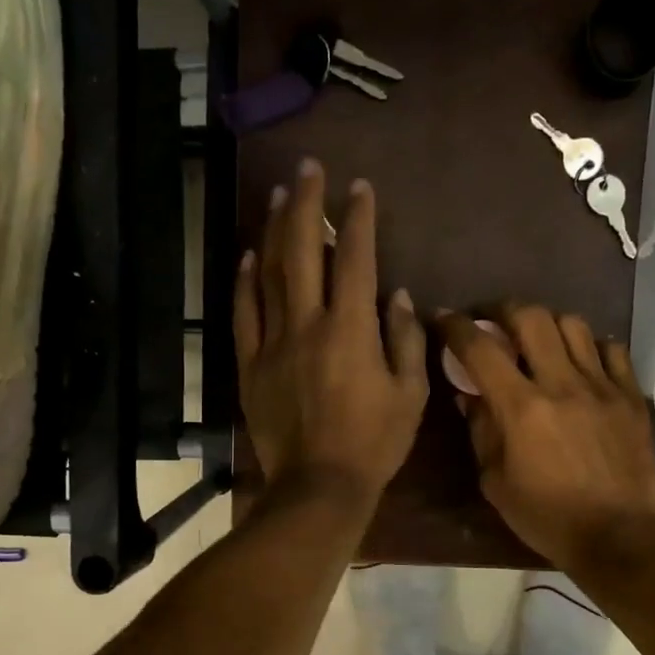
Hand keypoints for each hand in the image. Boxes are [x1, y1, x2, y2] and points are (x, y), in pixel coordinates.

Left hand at [234, 159, 427, 506]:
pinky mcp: (250, 364)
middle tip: (309, 168)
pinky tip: (249, 255)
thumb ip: (405, 339)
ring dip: (275, 230)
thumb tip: (397, 295)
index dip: (358, 218)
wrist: (318, 487)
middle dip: (308, 204)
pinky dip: (245, 281)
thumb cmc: (374, 443)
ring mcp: (273, 342)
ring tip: (280, 196)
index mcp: (351, 330)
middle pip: (304, 250)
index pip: (356, 259)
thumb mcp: (410, 394)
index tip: (359, 187)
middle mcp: (308, 324)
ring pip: (269, 273)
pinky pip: (243, 313)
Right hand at [437, 304, 654, 567]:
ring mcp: (602, 386)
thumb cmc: (546, 516)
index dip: (455, 327)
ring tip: (537, 340)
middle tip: (492, 323)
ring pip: (572, 325)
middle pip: (530, 317)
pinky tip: (580, 362)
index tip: (443, 319)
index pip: (480, 348)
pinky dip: (589, 346)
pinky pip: (611, 349)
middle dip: (502, 310)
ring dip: (546, 324)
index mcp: (521, 408)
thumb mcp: (495, 481)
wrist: (618, 536)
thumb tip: (469, 394)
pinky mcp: (630, 396)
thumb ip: (480, 430)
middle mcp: (561, 384)